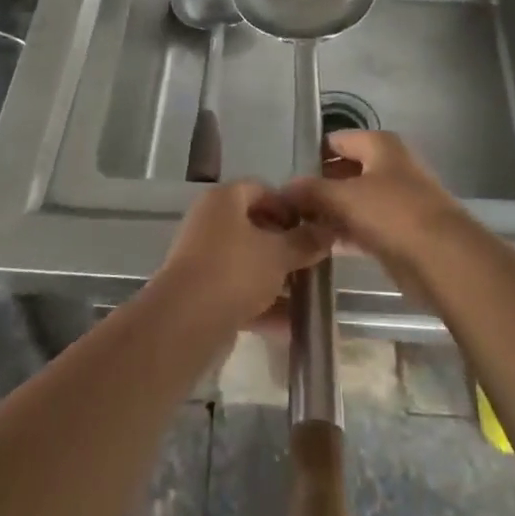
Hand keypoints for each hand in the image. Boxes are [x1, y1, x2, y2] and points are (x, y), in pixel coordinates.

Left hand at [155, 180, 331, 330]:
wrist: (185, 322)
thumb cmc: (235, 270)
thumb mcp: (279, 253)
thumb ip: (305, 241)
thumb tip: (328, 231)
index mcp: (224, 200)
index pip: (261, 189)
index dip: (289, 206)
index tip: (311, 228)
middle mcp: (209, 222)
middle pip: (254, 227)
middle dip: (285, 246)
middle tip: (311, 262)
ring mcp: (202, 259)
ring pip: (247, 263)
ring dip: (276, 279)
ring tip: (306, 296)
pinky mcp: (201, 293)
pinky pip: (238, 292)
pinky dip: (262, 306)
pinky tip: (289, 325)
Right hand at [278, 131, 468, 287]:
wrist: (443, 258)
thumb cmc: (393, 213)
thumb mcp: (344, 197)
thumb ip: (311, 191)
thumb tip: (284, 189)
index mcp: (380, 145)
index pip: (337, 140)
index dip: (312, 155)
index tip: (287, 177)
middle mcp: (390, 166)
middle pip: (346, 171)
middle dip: (319, 187)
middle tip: (289, 207)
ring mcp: (397, 199)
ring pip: (355, 201)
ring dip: (330, 213)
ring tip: (298, 228)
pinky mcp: (400, 231)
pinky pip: (365, 226)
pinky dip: (345, 233)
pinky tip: (321, 245)